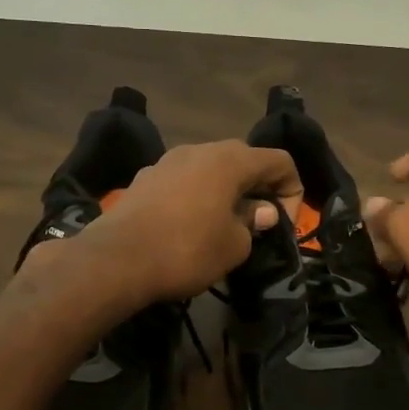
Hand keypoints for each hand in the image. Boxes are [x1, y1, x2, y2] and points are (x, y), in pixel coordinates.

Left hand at [58, 140, 301, 305]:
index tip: (282, 226)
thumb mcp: (234, 246)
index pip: (280, 161)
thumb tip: (260, 211)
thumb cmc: (187, 250)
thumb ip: (253, 223)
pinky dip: (196, 198)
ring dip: (226, 193)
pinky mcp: (144, 179)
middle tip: (257, 225)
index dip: (293, 192)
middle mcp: (200, 150)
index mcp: (230, 159)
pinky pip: (184, 182)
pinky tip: (188, 228)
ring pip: (211, 170)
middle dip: (259, 189)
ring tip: (223, 227)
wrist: (115, 260)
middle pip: (245, 160)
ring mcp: (168, 161)